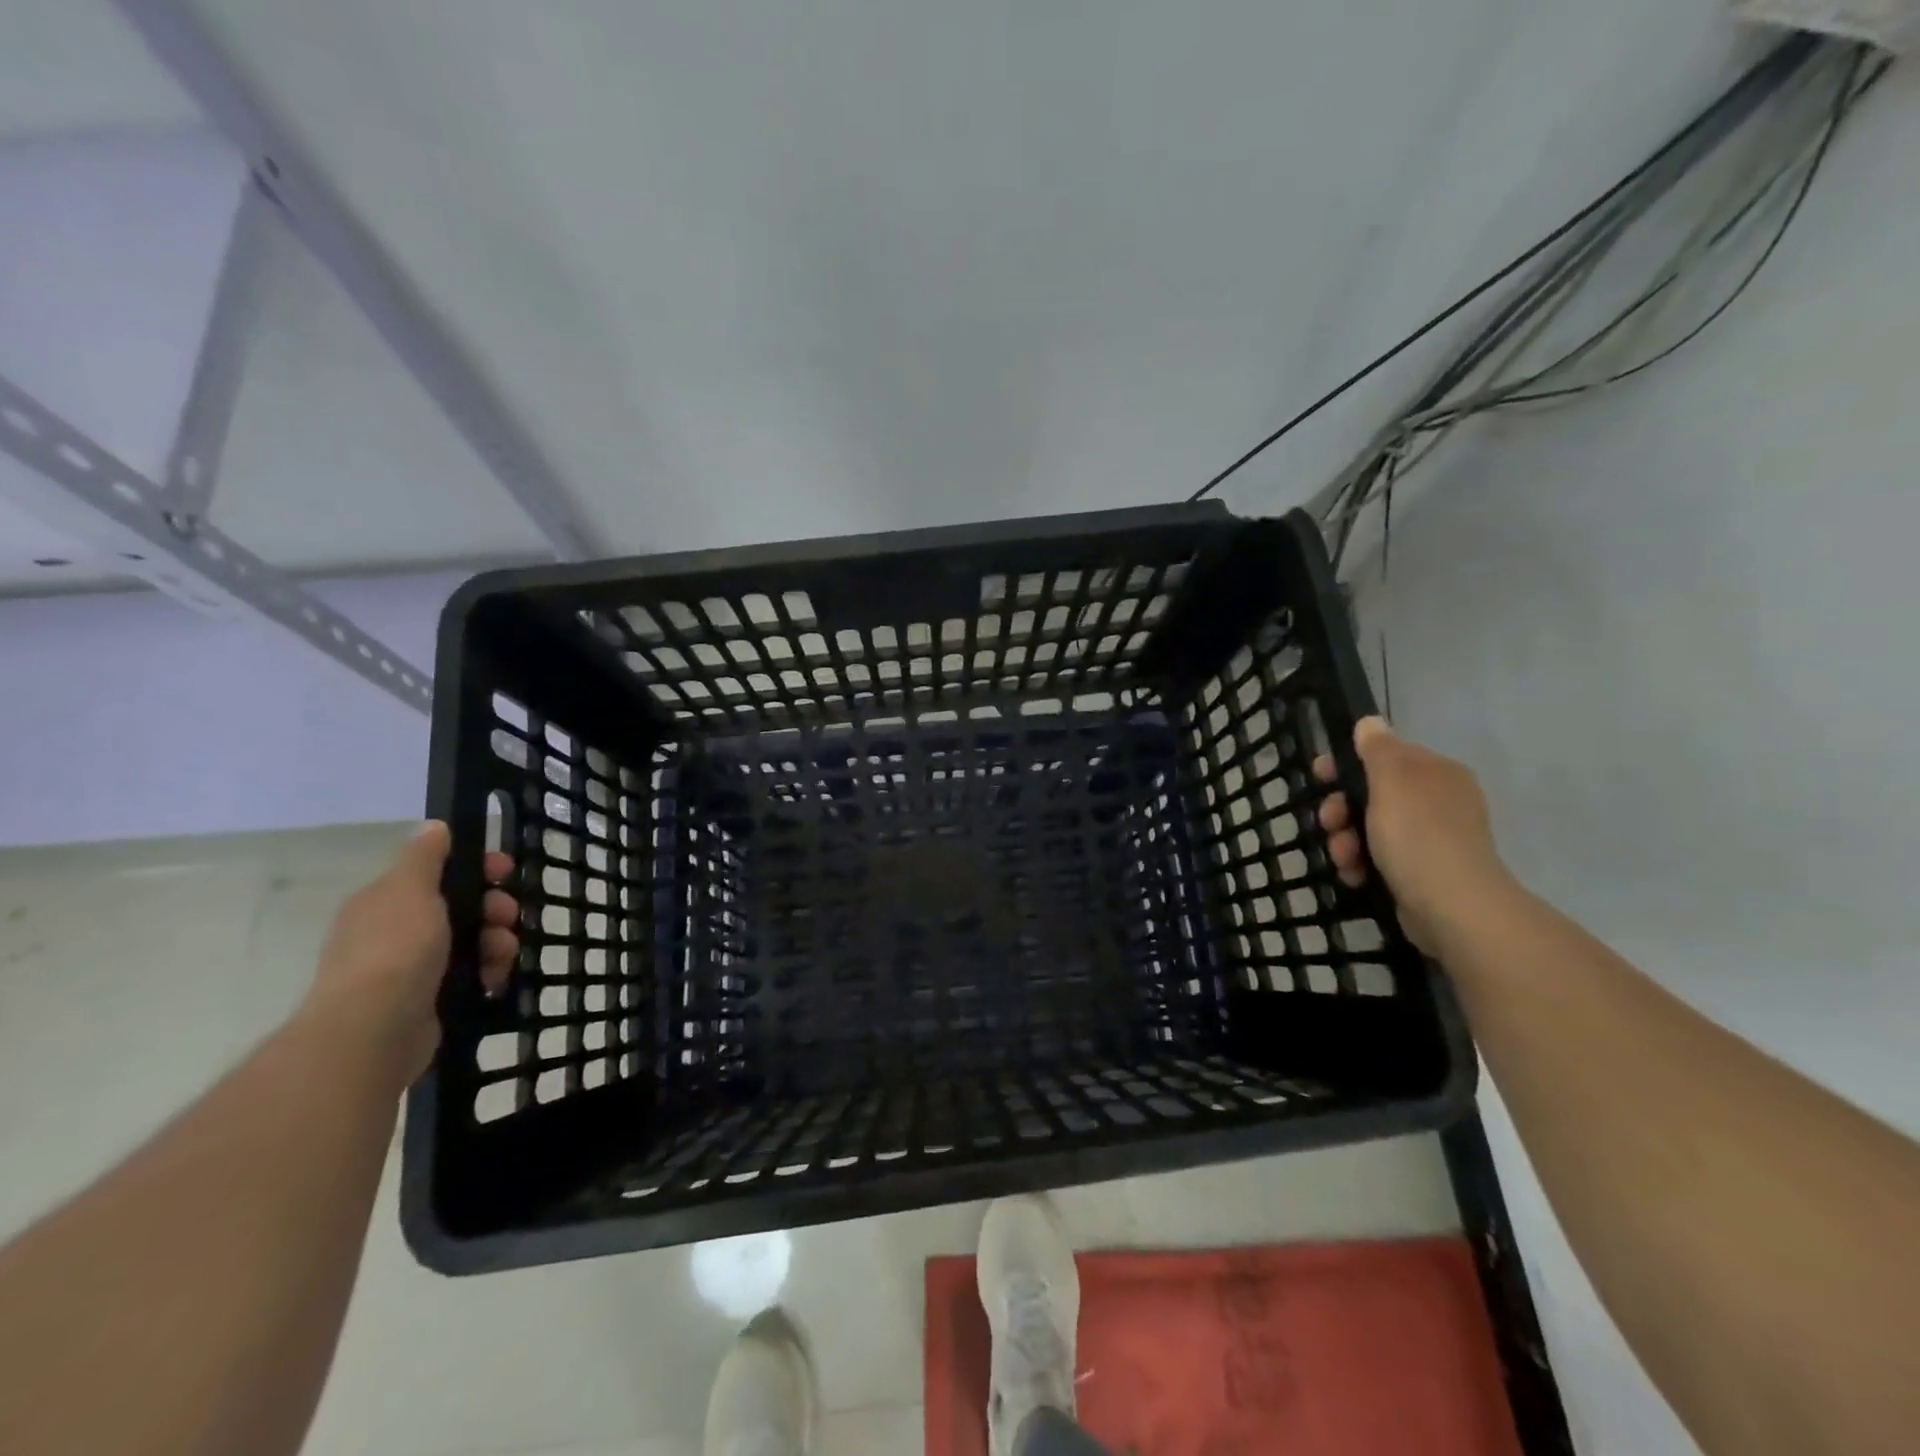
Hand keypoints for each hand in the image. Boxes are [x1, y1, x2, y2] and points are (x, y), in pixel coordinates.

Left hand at [300, 822, 518, 1083]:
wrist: (374, 1030)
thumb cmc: (395, 950)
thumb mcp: (410, 890)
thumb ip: (424, 857)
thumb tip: (433, 826)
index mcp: (387, 901)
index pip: (440, 873)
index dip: (477, 868)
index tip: (506, 872)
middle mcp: (396, 932)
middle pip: (463, 908)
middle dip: (494, 910)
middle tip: (508, 918)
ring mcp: (412, 969)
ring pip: (473, 942)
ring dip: (497, 943)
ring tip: (502, 956)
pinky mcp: (430, 1000)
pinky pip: (472, 975)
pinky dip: (489, 973)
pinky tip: (494, 980)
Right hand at [1315, 717, 1517, 953]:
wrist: (1453, 907)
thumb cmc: (1418, 835)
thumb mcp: (1392, 781)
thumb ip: (1377, 749)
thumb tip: (1370, 722)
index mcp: (1436, 773)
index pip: (1384, 756)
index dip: (1347, 764)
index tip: (1319, 776)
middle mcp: (1438, 801)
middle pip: (1372, 794)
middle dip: (1342, 810)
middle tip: (1329, 824)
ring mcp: (1431, 839)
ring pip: (1370, 829)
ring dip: (1346, 841)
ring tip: (1344, 859)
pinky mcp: (1422, 872)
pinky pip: (1379, 858)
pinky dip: (1362, 864)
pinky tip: (1355, 875)